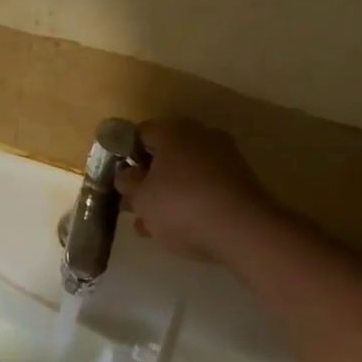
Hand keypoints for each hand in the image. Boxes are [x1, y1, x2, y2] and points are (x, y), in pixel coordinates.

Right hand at [113, 118, 282, 265]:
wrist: (244, 231)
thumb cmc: (181, 207)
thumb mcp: (141, 198)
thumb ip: (126, 182)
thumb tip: (126, 173)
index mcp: (173, 131)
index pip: (139, 134)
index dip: (123, 156)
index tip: (117, 180)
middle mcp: (201, 136)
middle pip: (164, 155)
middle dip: (146, 180)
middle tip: (132, 205)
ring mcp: (225, 158)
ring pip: (184, 174)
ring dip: (166, 196)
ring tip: (150, 226)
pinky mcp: (240, 182)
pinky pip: (204, 188)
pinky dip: (189, 203)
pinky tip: (177, 229)